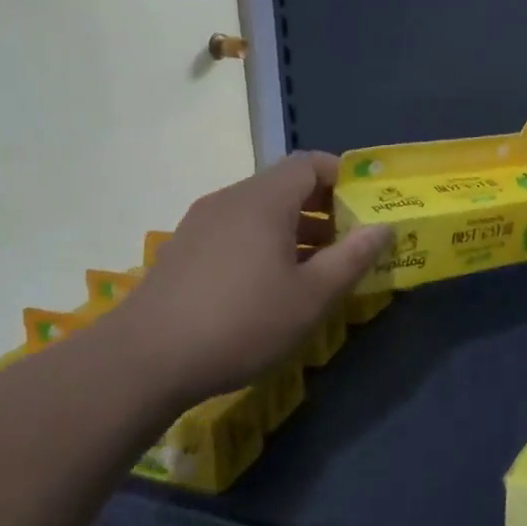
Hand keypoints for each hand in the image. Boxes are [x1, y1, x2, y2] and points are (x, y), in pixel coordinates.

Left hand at [108, 153, 390, 404]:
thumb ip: (353, 258)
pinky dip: (266, 243)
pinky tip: (273, 285)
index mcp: (264, 200)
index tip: (367, 207)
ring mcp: (202, 224)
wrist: (142, 362)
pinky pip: (238, 230)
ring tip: (319, 269)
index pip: (310, 163)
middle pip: (286, 186)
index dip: (344, 178)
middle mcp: (231, 199)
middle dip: (325, 209)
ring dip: (297, 229)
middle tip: (351, 243)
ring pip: (261, 211)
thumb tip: (384, 228)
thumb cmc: (241, 321)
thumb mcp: (311, 296)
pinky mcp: (185, 250)